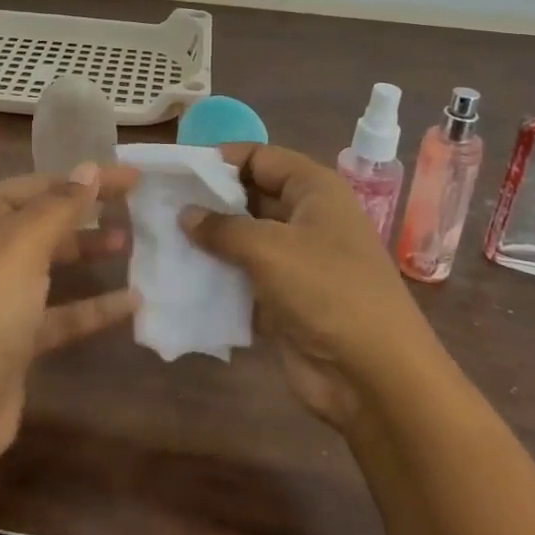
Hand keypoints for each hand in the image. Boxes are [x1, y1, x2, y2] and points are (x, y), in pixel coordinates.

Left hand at [0, 164, 140, 479]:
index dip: (82, 178)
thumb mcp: (22, 248)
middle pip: (45, 221)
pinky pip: (63, 313)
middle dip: (86, 212)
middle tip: (135, 207)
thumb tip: (90, 168)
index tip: (130, 177)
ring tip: (130, 244)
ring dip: (89, 252)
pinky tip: (132, 302)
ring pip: (53, 264)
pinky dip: (94, 306)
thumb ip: (60, 207)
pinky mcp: (19, 339)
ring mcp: (2, 297)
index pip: (38, 185)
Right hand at [182, 144, 439, 429]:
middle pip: (249, 197)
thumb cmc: (327, 291)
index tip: (177, 170)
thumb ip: (222, 227)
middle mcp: (306, 218)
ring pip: (243, 240)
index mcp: (314, 190)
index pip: (261, 157)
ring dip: (208, 242)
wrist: (374, 376)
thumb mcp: (269, 248)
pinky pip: (243, 278)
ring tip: (160, 239)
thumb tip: (186, 214)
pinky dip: (217, 278)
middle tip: (159, 205)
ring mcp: (296, 261)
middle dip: (208, 201)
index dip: (221, 159)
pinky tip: (179, 278)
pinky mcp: (285, 299)